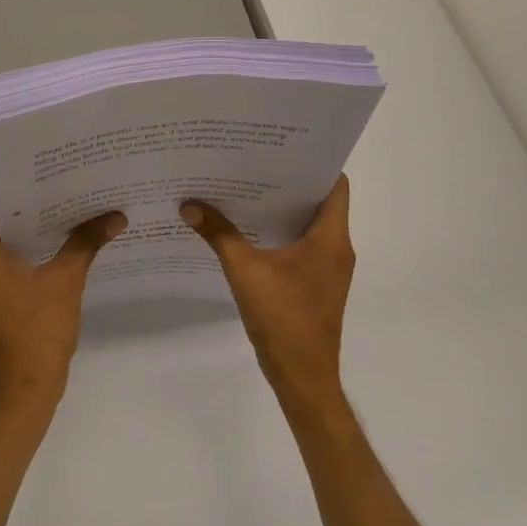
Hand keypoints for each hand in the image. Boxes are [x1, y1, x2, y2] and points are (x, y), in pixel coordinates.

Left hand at [0, 182, 125, 419]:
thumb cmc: (38, 332)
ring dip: (23, 224)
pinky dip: (24, 247)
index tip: (31, 176)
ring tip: (61, 210)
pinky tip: (58, 245)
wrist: (24, 391)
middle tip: (54, 186)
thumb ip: (86, 243)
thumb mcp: (66, 281)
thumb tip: (116, 215)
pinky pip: (1, 259)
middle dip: (19, 200)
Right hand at [180, 176, 354, 413]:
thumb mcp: (245, 271)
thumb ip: (219, 234)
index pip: (335, 185)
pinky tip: (248, 228)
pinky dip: (280, 232)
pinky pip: (303, 245)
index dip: (313, 163)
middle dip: (288, 181)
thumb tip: (189, 205)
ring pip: (310, 224)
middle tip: (254, 161)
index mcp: (331, 238)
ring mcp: (329, 268)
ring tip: (246, 187)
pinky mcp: (317, 283)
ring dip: (282, 208)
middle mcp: (337, 248)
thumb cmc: (283, 319)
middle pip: (319, 201)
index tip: (283, 148)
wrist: (302, 377)